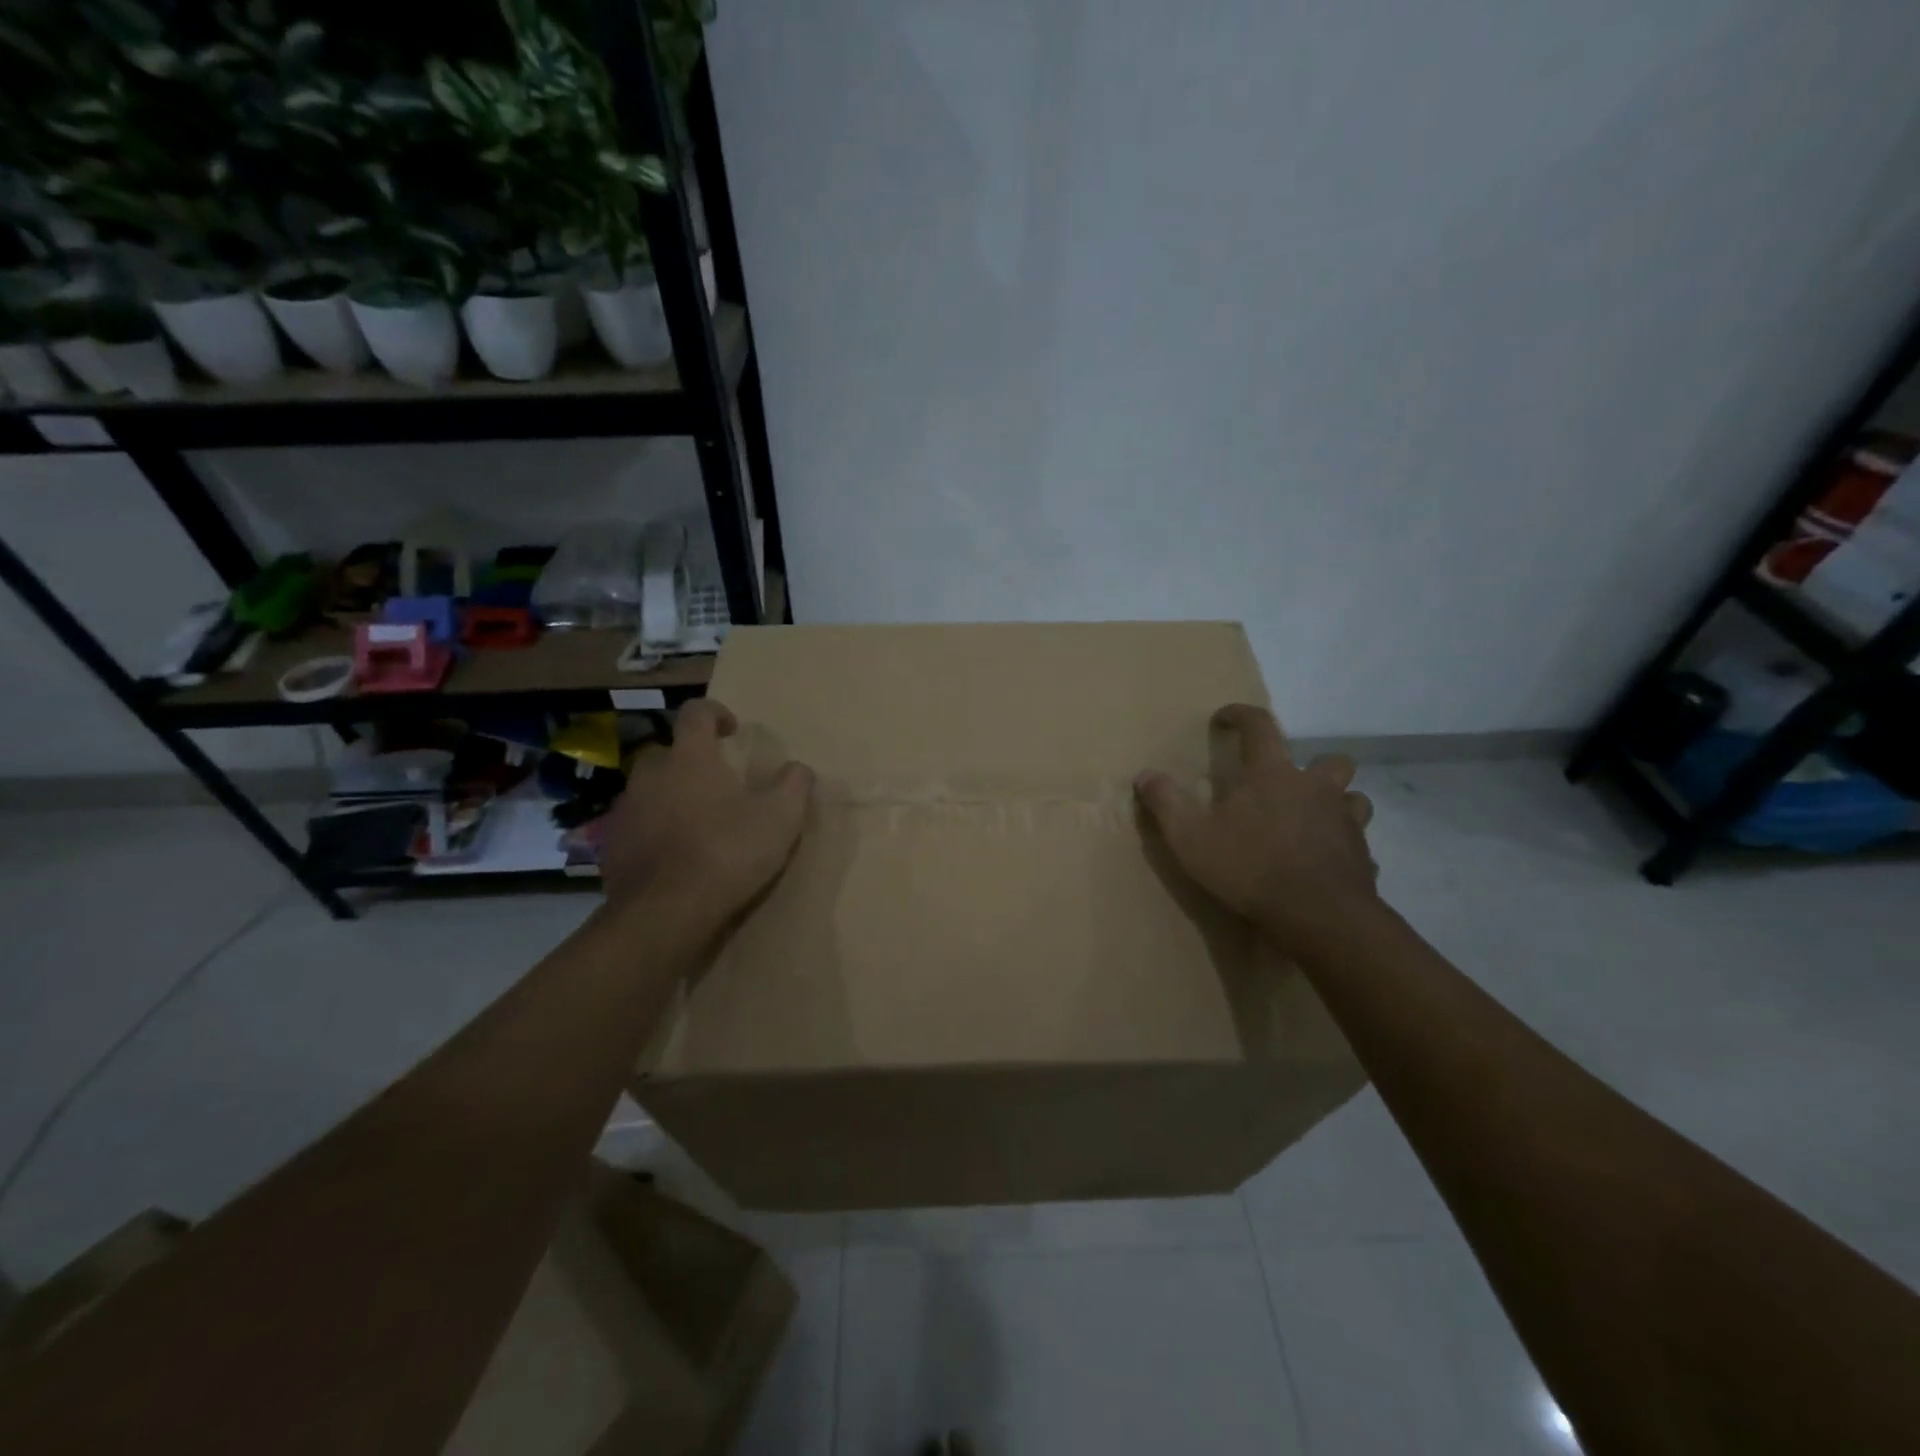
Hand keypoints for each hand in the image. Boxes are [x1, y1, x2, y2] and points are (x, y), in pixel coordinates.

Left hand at [597, 698, 813, 929]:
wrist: (665, 913)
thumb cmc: (727, 853)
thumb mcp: (780, 818)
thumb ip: (794, 785)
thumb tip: (798, 768)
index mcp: (690, 758)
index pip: (696, 713)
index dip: (715, 713)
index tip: (732, 730)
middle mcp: (651, 774)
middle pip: (669, 752)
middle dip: (691, 761)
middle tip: (717, 784)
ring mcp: (626, 810)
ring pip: (649, 790)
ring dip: (671, 796)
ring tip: (697, 823)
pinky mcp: (612, 846)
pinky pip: (637, 826)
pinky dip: (655, 831)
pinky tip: (675, 856)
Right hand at [1135, 704, 1377, 948]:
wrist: (1319, 916)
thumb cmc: (1250, 868)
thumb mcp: (1191, 837)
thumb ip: (1166, 802)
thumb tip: (1145, 775)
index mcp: (1273, 775)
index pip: (1260, 726)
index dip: (1241, 715)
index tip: (1225, 718)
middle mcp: (1316, 789)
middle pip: (1330, 760)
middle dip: (1314, 764)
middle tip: (1290, 783)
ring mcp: (1346, 822)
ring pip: (1354, 799)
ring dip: (1337, 803)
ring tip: (1313, 821)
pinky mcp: (1364, 857)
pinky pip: (1358, 844)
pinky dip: (1345, 848)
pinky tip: (1326, 864)